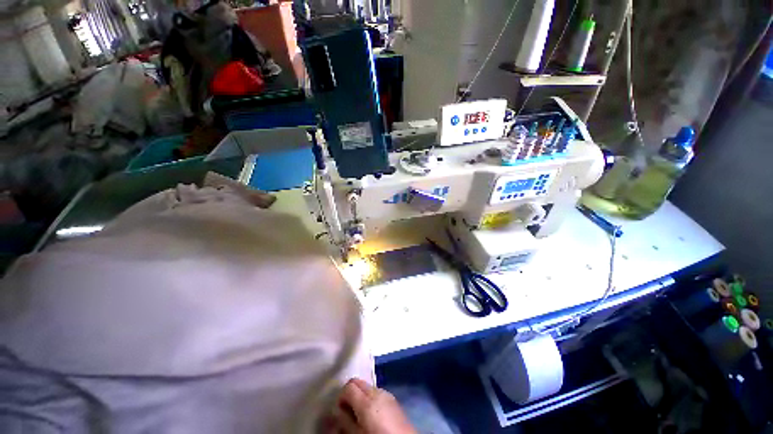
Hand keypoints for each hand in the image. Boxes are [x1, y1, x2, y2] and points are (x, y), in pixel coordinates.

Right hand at [324, 378, 416, 433]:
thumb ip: (345, 421)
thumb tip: (337, 411)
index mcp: (366, 400)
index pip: (348, 386)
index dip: (341, 396)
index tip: (339, 410)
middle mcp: (376, 391)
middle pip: (357, 381)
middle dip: (350, 392)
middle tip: (346, 410)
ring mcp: (386, 393)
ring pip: (367, 386)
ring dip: (360, 395)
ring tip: (359, 413)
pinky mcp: (392, 398)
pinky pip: (376, 392)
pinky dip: (370, 398)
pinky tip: (371, 414)